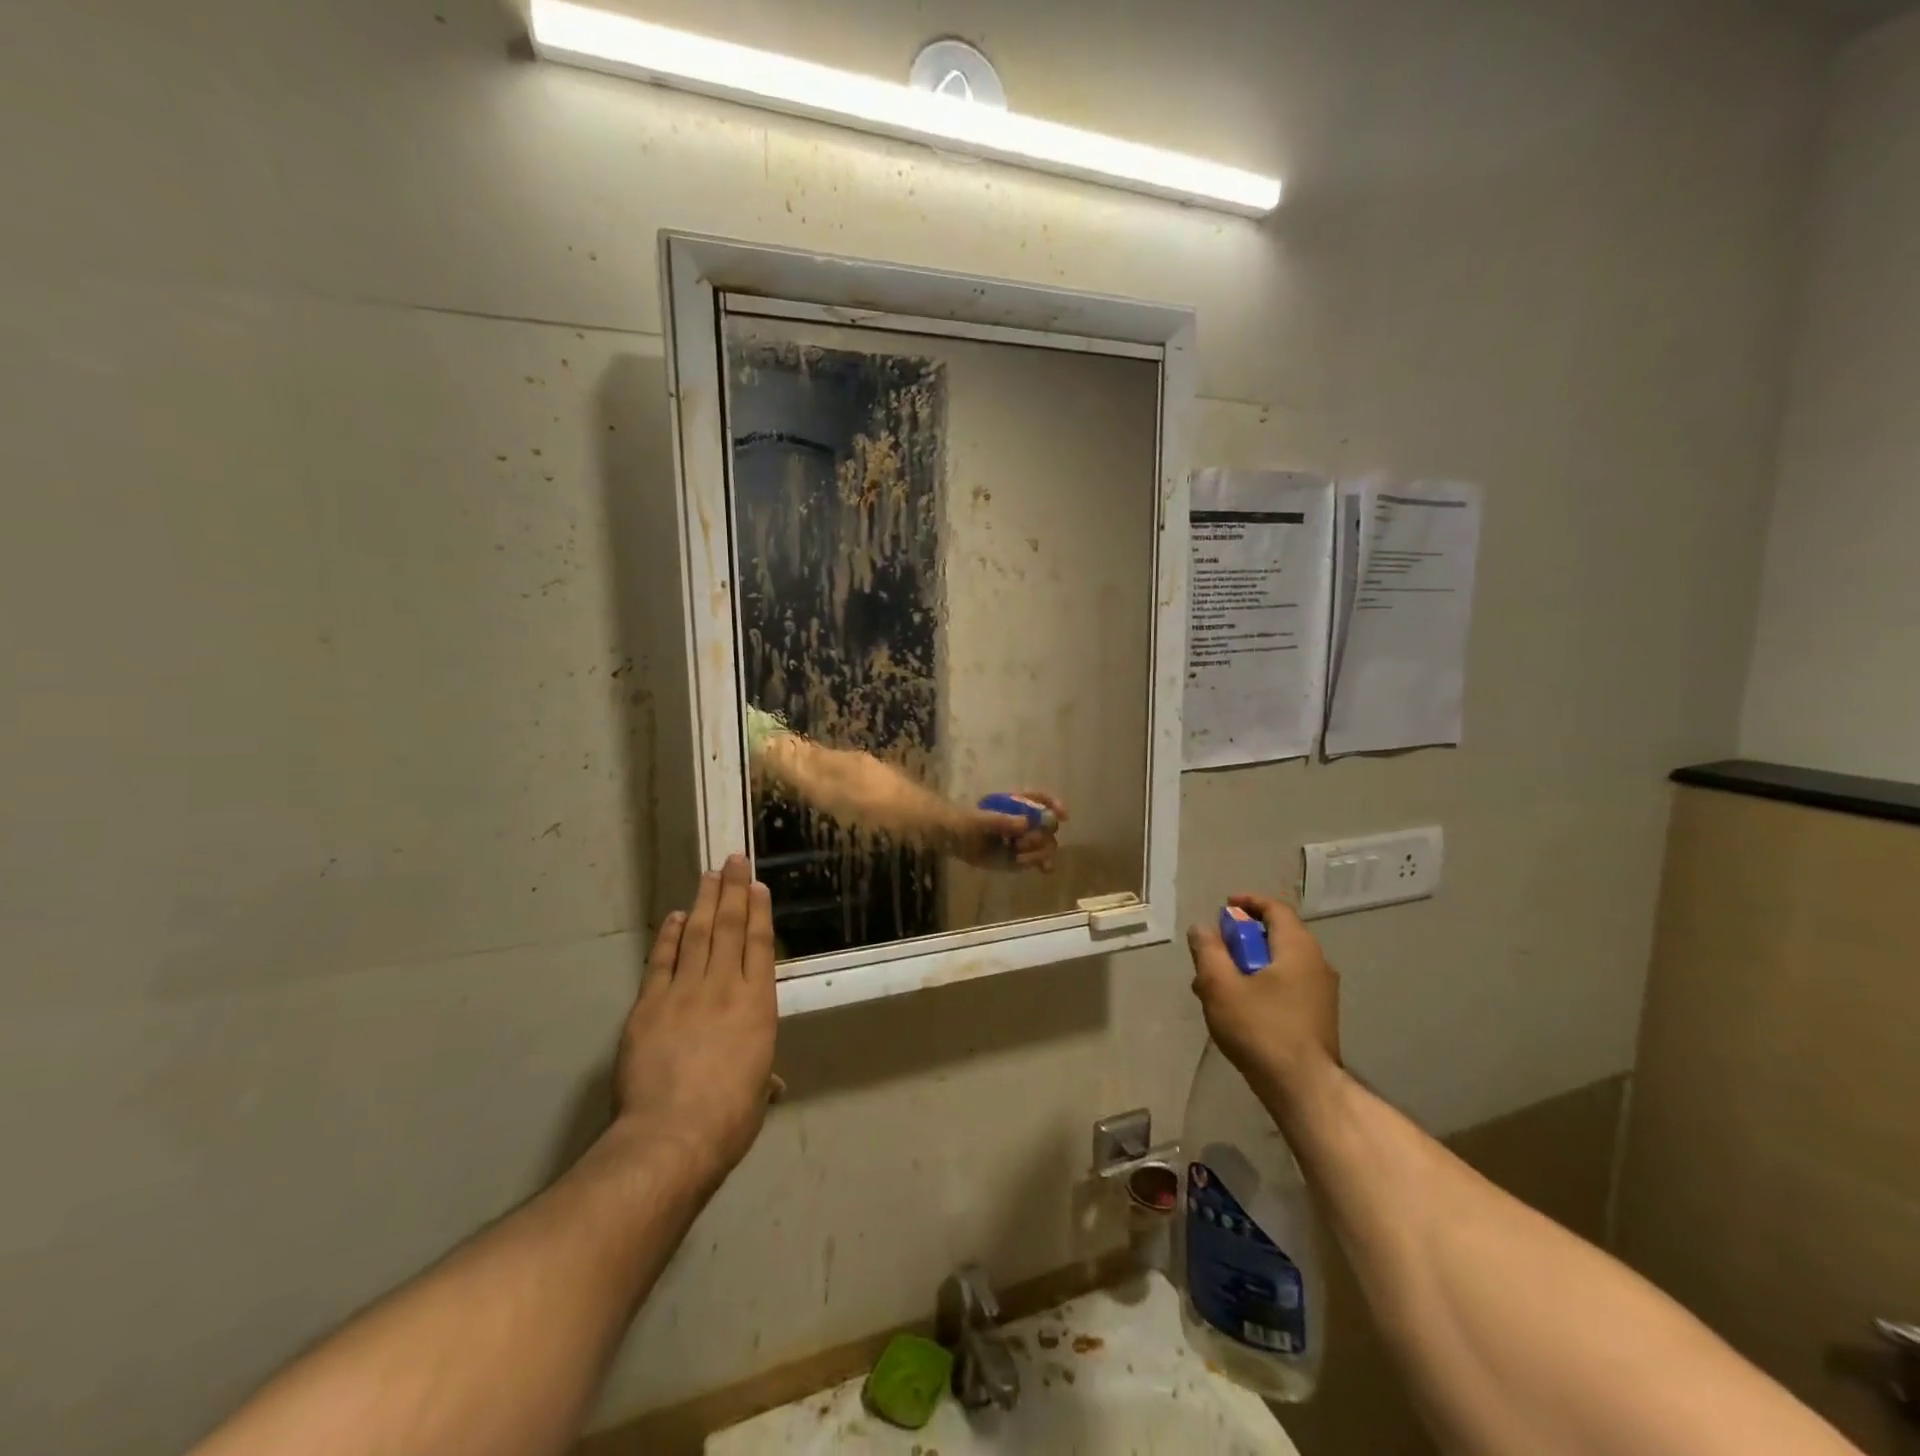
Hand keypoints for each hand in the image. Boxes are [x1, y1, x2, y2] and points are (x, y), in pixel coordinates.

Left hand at [613, 855, 777, 1192]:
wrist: (672, 1135)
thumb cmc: (729, 1118)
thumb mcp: (757, 1095)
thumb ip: (763, 1078)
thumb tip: (771, 1084)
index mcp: (758, 1005)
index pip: (759, 945)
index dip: (758, 912)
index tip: (758, 886)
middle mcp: (724, 987)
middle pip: (729, 928)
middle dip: (733, 891)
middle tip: (734, 861)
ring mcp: (684, 992)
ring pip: (697, 935)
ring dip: (704, 902)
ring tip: (709, 875)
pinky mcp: (650, 1004)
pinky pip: (661, 961)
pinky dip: (668, 936)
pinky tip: (675, 917)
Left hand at [954, 790, 1069, 870]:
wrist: (953, 840)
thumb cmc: (965, 822)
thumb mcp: (979, 820)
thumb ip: (1001, 821)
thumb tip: (1025, 824)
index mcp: (1017, 803)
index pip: (1041, 799)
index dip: (1054, 805)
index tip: (1061, 815)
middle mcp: (1026, 820)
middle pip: (1048, 825)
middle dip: (1041, 835)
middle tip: (1021, 844)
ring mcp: (1024, 839)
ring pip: (1046, 844)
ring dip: (1039, 852)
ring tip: (1019, 857)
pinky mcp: (1020, 856)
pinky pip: (1038, 860)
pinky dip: (1043, 863)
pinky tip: (1044, 869)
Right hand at [1187, 893, 1340, 1110]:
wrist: (1304, 1089)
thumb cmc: (1261, 1029)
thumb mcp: (1221, 985)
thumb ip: (1208, 950)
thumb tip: (1203, 928)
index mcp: (1298, 948)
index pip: (1275, 909)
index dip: (1247, 903)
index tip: (1223, 908)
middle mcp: (1316, 963)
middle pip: (1275, 936)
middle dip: (1240, 940)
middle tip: (1213, 953)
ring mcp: (1321, 993)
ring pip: (1278, 965)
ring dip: (1246, 966)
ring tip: (1216, 987)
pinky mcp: (1318, 1017)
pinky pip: (1285, 986)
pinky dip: (1260, 985)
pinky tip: (1237, 1009)